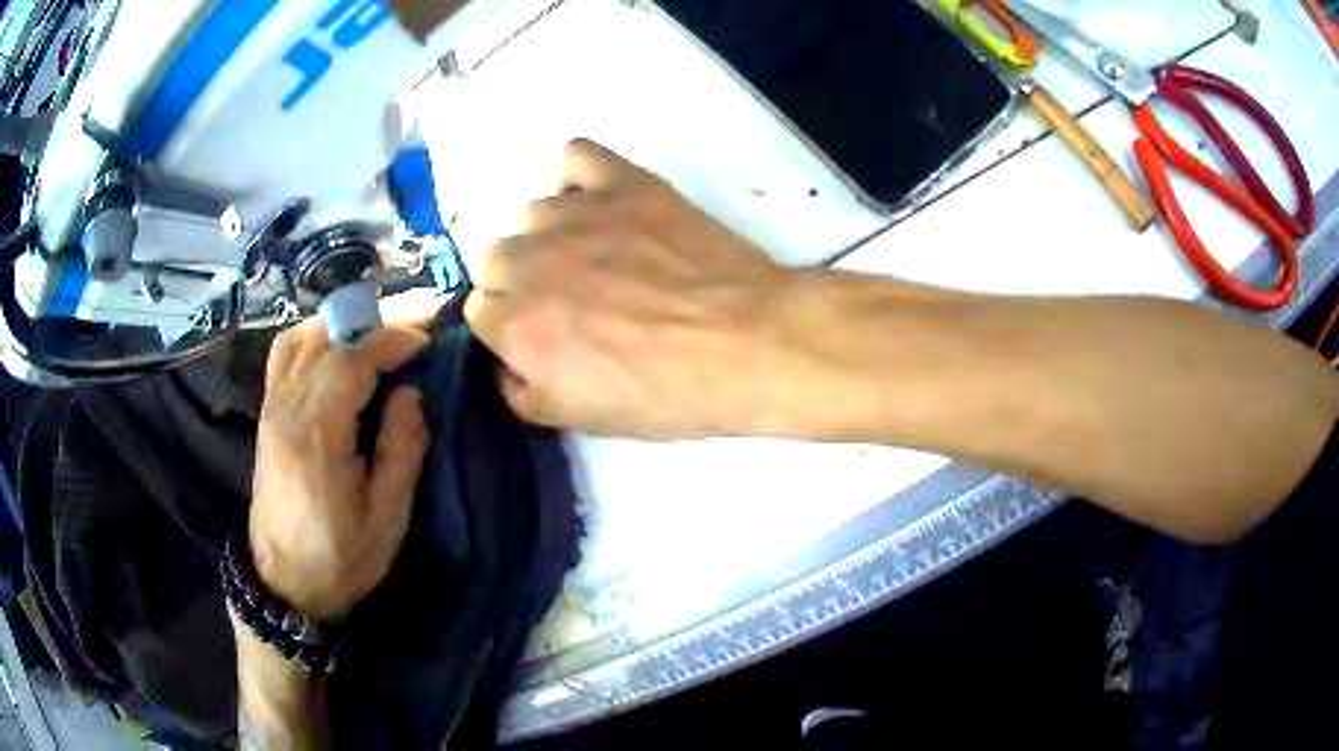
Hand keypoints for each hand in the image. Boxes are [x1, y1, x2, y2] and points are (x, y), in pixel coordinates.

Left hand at [250, 321, 429, 621]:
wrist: (285, 583)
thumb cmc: (341, 558)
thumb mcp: (388, 517)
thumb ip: (402, 449)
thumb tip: (411, 392)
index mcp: (318, 434)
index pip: (351, 358)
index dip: (391, 340)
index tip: (427, 341)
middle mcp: (287, 408)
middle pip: (325, 337)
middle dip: (372, 325)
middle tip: (412, 334)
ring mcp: (271, 408)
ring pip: (300, 337)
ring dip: (341, 326)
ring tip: (376, 338)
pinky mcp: (267, 414)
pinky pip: (285, 354)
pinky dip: (314, 338)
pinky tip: (336, 351)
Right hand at [465, 139, 796, 438]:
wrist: (748, 343)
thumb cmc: (668, 393)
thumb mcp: (583, 420)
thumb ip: (521, 394)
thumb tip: (505, 366)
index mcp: (515, 324)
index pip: (479, 311)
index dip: (511, 327)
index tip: (543, 336)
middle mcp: (528, 261)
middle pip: (494, 259)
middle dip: (521, 282)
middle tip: (572, 300)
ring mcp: (574, 214)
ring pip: (531, 214)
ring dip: (551, 236)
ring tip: (600, 256)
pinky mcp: (621, 182)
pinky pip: (574, 157)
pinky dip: (578, 178)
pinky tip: (600, 202)